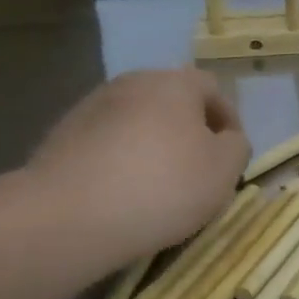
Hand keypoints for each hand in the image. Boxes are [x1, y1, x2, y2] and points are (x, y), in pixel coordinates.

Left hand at [27, 68, 248, 263]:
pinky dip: (120, 160)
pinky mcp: (62, 136)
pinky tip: (121, 193)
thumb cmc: (162, 186)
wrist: (69, 216)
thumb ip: (236, 147)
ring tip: (157, 186)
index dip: (229, 120)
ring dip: (152, 144)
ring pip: (136, 121)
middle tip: (197, 170)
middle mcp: (132, 82)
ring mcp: (91, 107)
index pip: (212, 88)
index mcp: (174, 82)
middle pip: (171, 101)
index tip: (231, 156)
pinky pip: (106, 143)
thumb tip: (226, 139)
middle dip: (188, 131)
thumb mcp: (224, 170)